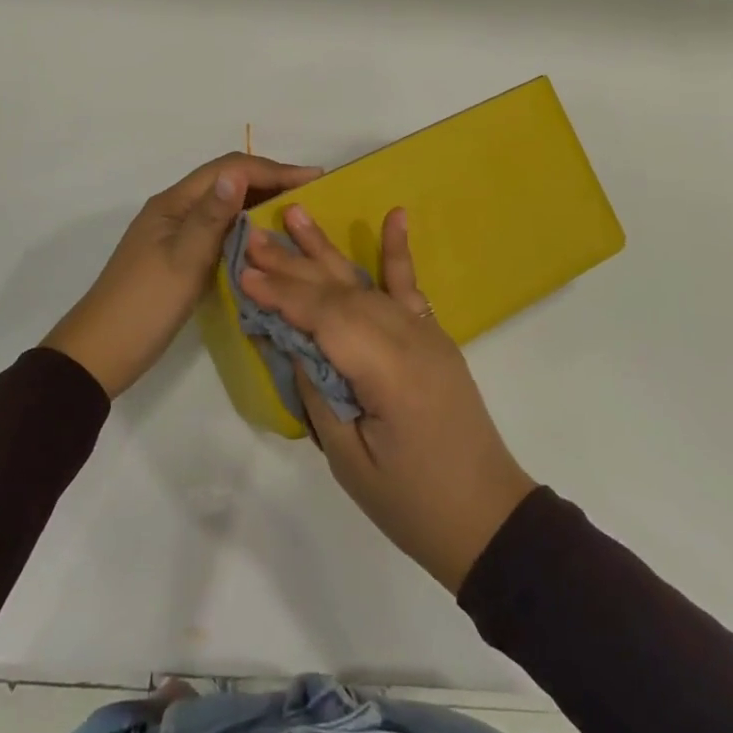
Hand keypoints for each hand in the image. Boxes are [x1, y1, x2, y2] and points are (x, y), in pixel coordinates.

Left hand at [43, 152, 322, 398]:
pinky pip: (217, 227)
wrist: (100, 354)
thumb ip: (212, 217)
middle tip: (312, 194)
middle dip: (270, 180)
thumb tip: (237, 173)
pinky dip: (244, 226)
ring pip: (223, 204)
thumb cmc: (144, 306)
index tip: (315, 178)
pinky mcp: (177, 254)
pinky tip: (263, 241)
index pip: (230, 169)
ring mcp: (174, 232)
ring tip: (296, 213)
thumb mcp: (183, 261)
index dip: (274, 170)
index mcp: (174, 203)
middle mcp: (175, 208)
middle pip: (227, 181)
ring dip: (258, 201)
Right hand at [238, 207, 536, 592]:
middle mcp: (409, 339)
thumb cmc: (413, 503)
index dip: (283, 295)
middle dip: (292, 265)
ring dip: (326, 250)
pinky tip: (394, 215)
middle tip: (252, 238)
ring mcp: (425, 333)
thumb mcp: (350, 459)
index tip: (244, 274)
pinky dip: (398, 251)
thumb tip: (293, 340)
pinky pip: (410, 288)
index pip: (326, 319)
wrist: (488, 518)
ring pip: (365, 283)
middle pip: (341, 292)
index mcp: (389, 372)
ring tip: (296, 214)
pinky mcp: (433, 336)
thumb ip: (320, 391)